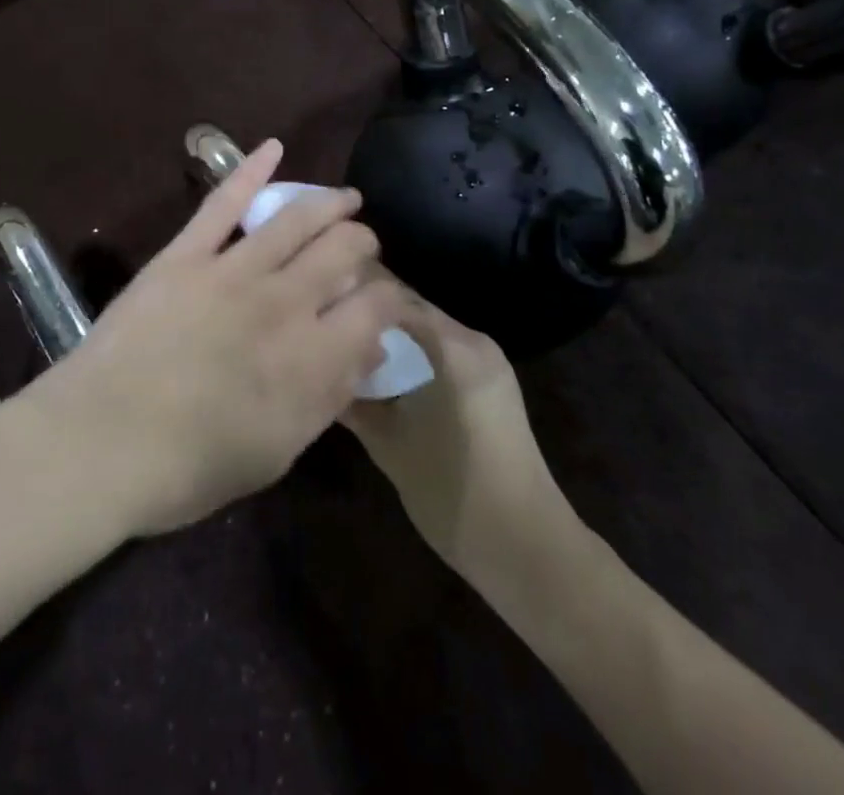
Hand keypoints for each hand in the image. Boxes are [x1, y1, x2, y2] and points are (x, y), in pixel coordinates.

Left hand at [23, 140, 407, 538]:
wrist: (103, 441)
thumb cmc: (192, 466)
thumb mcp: (279, 451)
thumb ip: (330, 397)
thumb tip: (369, 350)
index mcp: (314, 357)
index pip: (375, 306)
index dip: (390, 297)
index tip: (386, 299)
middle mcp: (285, 301)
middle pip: (344, 250)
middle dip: (363, 243)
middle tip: (361, 247)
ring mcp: (233, 270)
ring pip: (296, 218)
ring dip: (329, 202)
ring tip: (345, 198)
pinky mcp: (186, 254)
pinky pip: (224, 203)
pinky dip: (251, 170)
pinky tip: (274, 147)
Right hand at [343, 290, 581, 579]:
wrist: (526, 548)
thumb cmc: (451, 491)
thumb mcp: (388, 444)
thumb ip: (353, 399)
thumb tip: (320, 368)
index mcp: (452, 346)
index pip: (393, 296)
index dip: (354, 295)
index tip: (317, 303)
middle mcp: (473, 341)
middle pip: (411, 309)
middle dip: (371, 315)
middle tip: (326, 325)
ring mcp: (488, 362)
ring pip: (426, 331)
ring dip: (391, 336)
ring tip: (347, 348)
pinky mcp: (493, 385)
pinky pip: (443, 351)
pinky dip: (413, 354)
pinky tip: (385, 375)